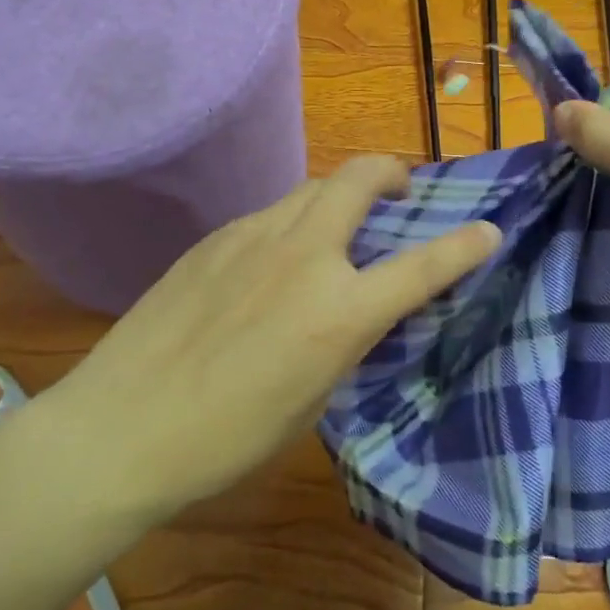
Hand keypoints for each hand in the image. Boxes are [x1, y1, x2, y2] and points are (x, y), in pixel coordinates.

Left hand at [46, 157, 499, 513]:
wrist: (121, 425)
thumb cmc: (226, 438)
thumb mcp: (311, 401)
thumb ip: (344, 342)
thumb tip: (356, 310)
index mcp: (338, 311)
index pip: (421, 267)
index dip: (464, 246)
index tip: (488, 230)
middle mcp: (303, 255)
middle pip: (359, 178)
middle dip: (390, 171)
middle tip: (399, 190)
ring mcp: (254, 236)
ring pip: (311, 187)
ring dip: (339, 194)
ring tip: (340, 223)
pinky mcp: (215, 236)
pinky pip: (270, 213)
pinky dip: (293, 220)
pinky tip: (276, 257)